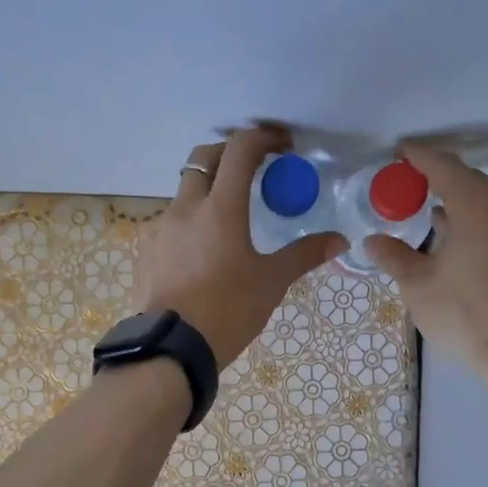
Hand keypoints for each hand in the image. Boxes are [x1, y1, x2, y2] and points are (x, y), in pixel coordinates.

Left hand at [135, 128, 346, 365]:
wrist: (172, 349)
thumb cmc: (228, 310)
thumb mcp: (271, 282)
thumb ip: (303, 255)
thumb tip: (339, 241)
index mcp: (220, 208)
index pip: (240, 150)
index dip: (263, 137)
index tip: (283, 145)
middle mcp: (186, 208)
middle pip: (204, 158)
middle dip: (230, 153)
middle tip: (255, 167)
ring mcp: (161, 228)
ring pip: (185, 191)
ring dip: (209, 189)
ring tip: (232, 215)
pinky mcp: (148, 251)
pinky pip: (172, 222)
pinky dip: (192, 221)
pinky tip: (206, 249)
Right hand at [364, 144, 487, 397]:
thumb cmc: (468, 316)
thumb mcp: (418, 286)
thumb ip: (394, 256)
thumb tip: (373, 240)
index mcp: (478, 206)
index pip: (444, 167)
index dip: (419, 157)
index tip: (400, 152)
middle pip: (473, 182)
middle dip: (442, 181)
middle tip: (414, 189)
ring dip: (465, 206)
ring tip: (439, 220)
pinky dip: (486, 226)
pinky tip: (471, 248)